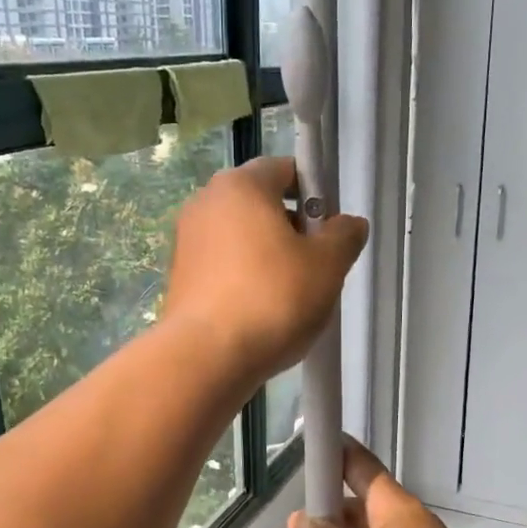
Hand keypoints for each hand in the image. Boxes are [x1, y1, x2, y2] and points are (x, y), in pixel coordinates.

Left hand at [165, 157, 367, 381]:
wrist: (207, 357)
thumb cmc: (273, 299)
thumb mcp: (328, 266)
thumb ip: (344, 236)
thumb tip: (348, 225)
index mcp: (241, 185)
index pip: (284, 170)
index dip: (314, 195)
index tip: (328, 230)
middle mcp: (205, 203)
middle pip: (260, 205)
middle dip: (291, 230)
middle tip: (315, 268)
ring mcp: (186, 242)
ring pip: (241, 239)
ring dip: (268, 258)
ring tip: (290, 298)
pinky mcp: (178, 278)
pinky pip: (222, 268)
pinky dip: (243, 281)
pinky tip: (260, 314)